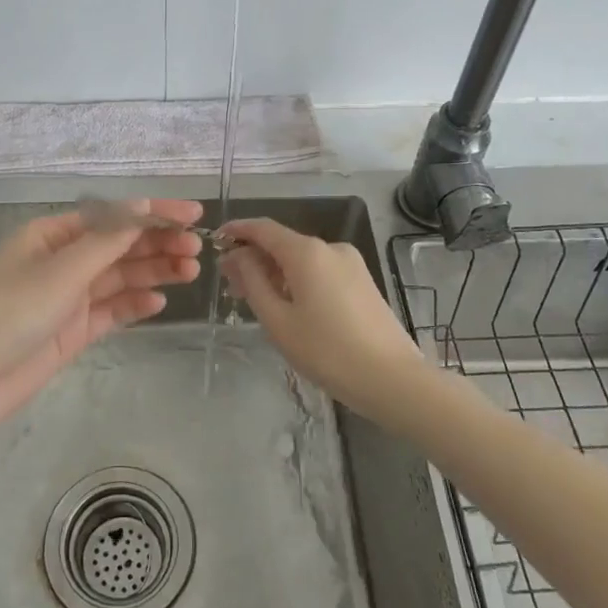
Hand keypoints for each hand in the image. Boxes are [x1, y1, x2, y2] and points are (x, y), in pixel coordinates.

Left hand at [0, 199, 203, 442]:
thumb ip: (106, 241)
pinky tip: (159, 302)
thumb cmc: (10, 311)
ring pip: (118, 278)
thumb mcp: (61, 270)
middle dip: (156, 244)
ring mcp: (66, 297)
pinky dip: (134, 304)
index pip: (110, 216)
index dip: (152, 213)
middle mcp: (60, 261)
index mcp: (51, 235)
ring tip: (190, 271)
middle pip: (117, 246)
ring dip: (152, 272)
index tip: (192, 214)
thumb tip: (141, 207)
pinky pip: (110, 311)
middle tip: (196, 249)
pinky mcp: (71, 331)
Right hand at [218, 217, 421, 422]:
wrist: (392, 379)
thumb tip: (238, 255)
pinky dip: (297, 279)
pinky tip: (287, 304)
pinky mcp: (362, 281)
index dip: (237, 230)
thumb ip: (253, 281)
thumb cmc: (327, 351)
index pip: (263, 228)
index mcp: (307, 252)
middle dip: (253, 257)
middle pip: (282, 243)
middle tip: (229, 282)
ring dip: (275, 271)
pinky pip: (320, 271)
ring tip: (254, 298)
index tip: (215, 240)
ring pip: (301, 259)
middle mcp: (330, 247)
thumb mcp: (278, 320)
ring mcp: (350, 263)